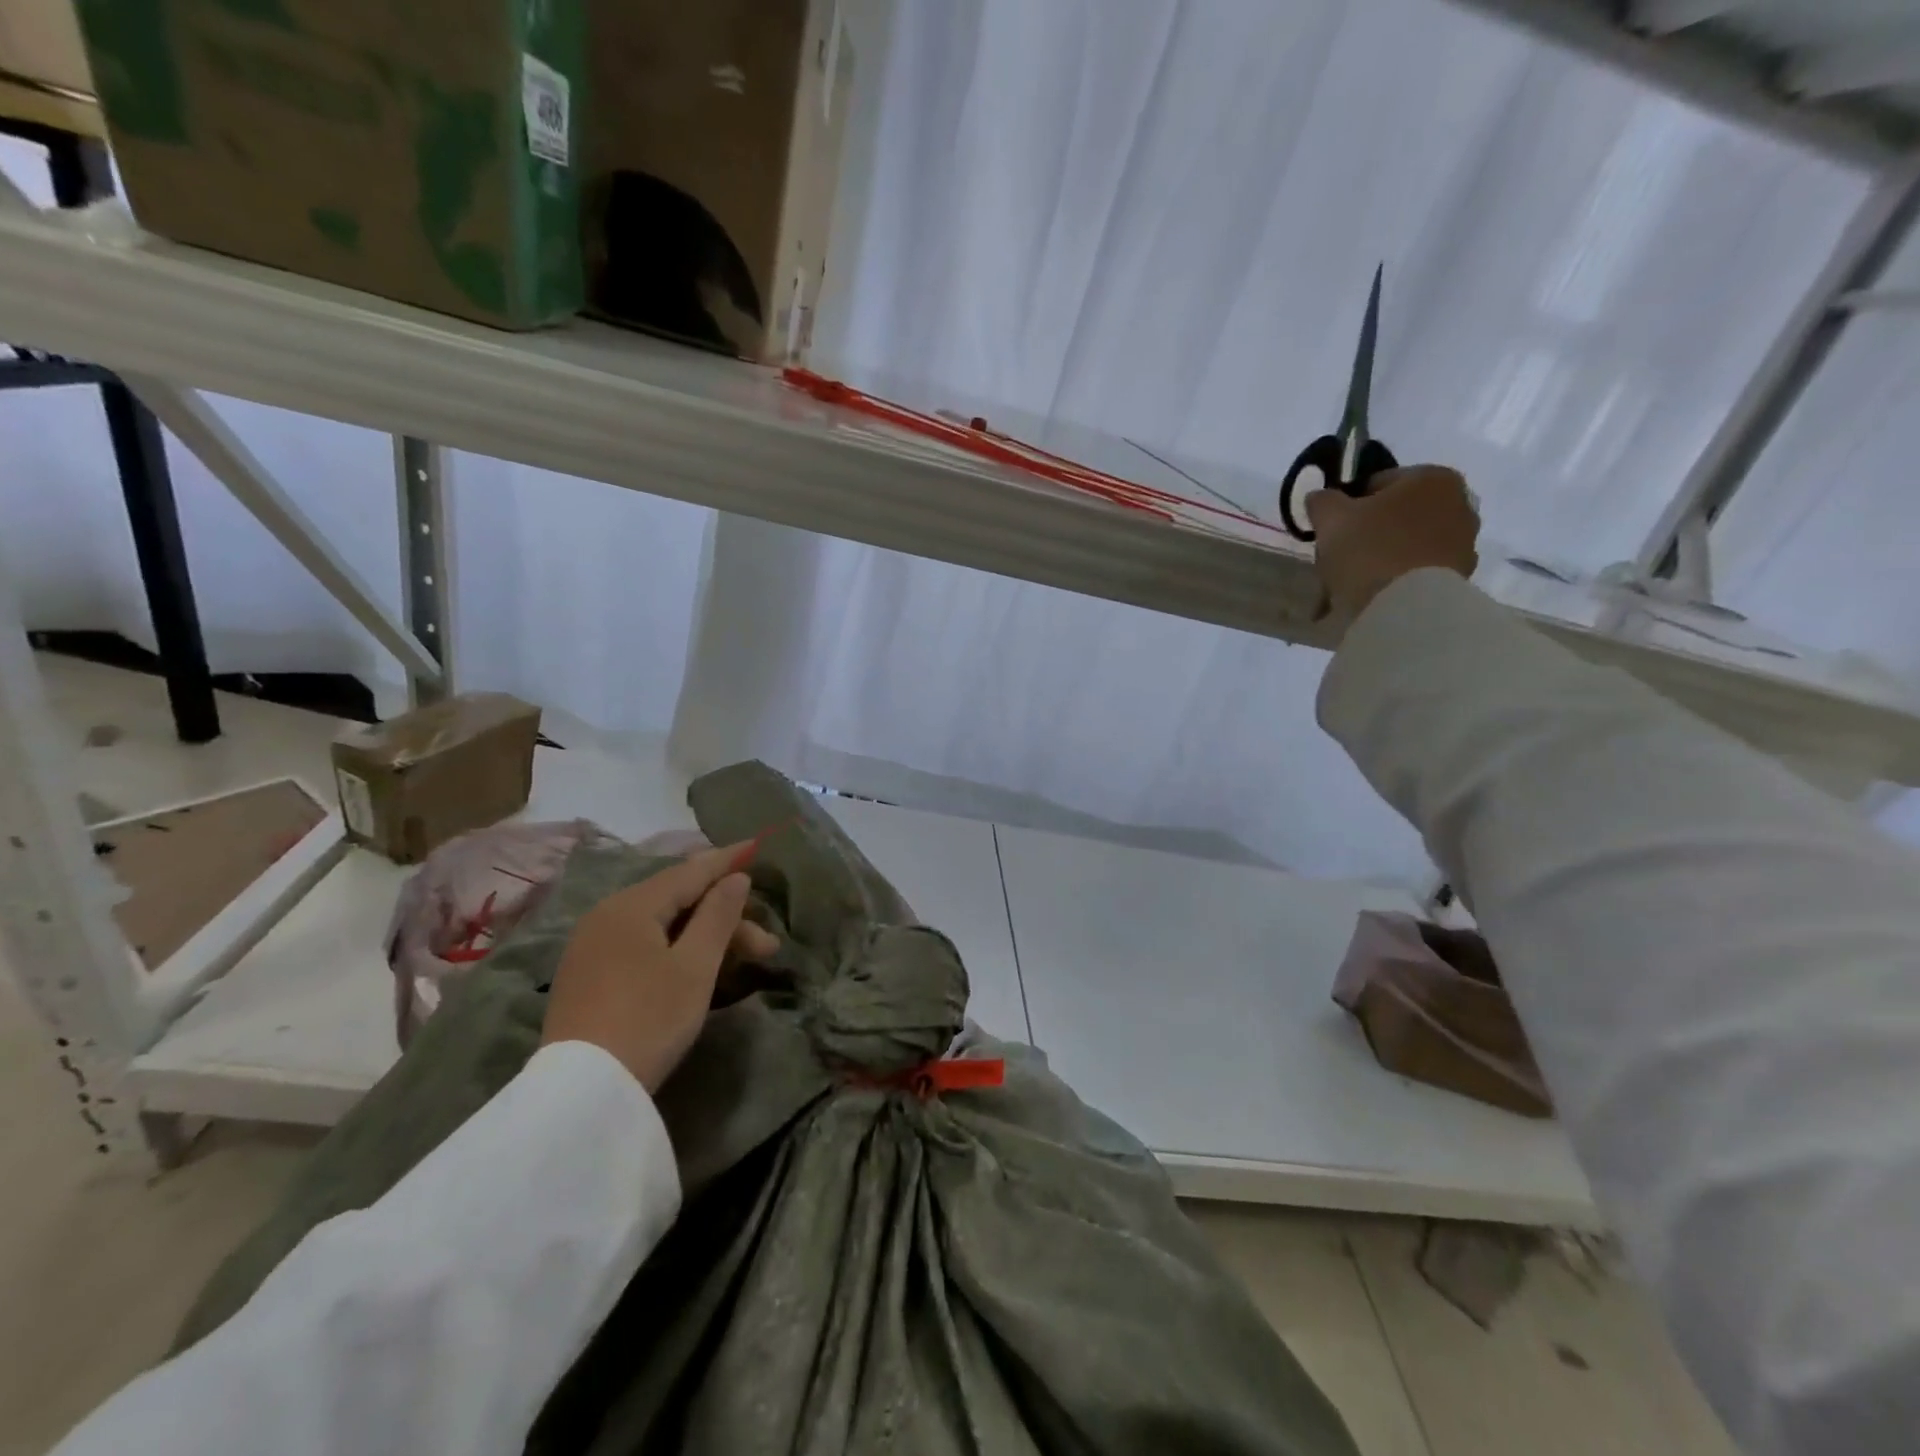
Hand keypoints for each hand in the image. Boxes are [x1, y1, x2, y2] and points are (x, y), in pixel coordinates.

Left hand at [541, 845, 780, 1092]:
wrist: (582, 1092)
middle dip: (725, 917)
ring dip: (705, 937)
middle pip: (677, 901)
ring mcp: (592, 947)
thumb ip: (718, 915)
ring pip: (661, 925)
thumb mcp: (695, 966)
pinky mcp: (588, 976)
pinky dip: (676, 948)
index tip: (757, 845)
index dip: (727, 860)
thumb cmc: (649, 1019)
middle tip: (766, 946)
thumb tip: (735, 879)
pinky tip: (697, 966)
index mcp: (631, 906)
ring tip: (744, 961)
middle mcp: (606, 916)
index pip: (689, 871)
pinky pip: (642, 944)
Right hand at [1306, 465, 1480, 622]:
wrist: (1402, 608)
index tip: (1332, 528)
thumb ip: (1323, 500)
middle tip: (1339, 557)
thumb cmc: (1368, 549)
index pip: (1377, 483)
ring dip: (1381, 558)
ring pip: (1407, 545)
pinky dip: (1395, 580)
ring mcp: (1463, 542)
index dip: (1348, 505)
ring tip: (1351, 585)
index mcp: (1432, 478)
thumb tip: (1321, 497)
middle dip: (1368, 533)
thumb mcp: (1330, 518)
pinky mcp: (1460, 577)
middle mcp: (1458, 503)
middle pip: (1396, 515)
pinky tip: (1370, 597)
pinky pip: (1417, 572)